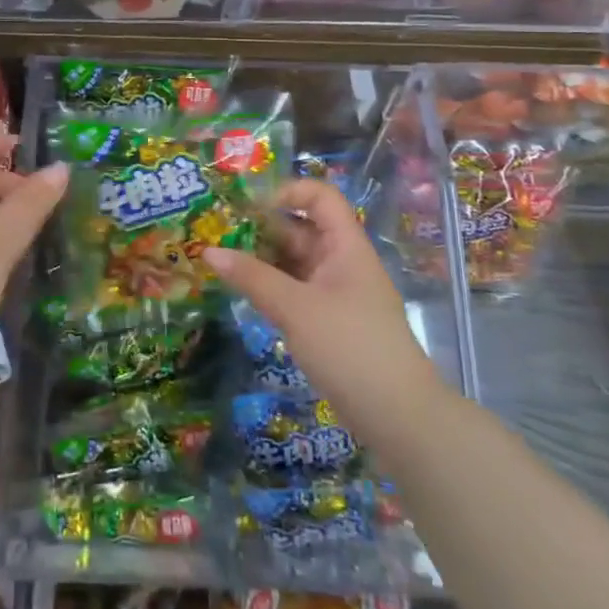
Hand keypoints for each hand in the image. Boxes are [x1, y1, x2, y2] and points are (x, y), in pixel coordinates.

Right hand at [204, 180, 439, 438]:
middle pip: (302, 229)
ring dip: (262, 260)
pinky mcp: (330, 322)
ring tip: (222, 263)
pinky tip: (243, 293)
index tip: (247, 208)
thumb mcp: (296, 308)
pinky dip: (270, 287)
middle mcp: (342, 262)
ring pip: (295, 262)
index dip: (286, 192)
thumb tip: (209, 251)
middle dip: (262, 229)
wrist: (399, 416)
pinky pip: (295, 290)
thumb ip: (252, 278)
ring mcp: (337, 293)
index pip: (320, 196)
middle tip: (218, 235)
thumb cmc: (350, 347)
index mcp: (345, 246)